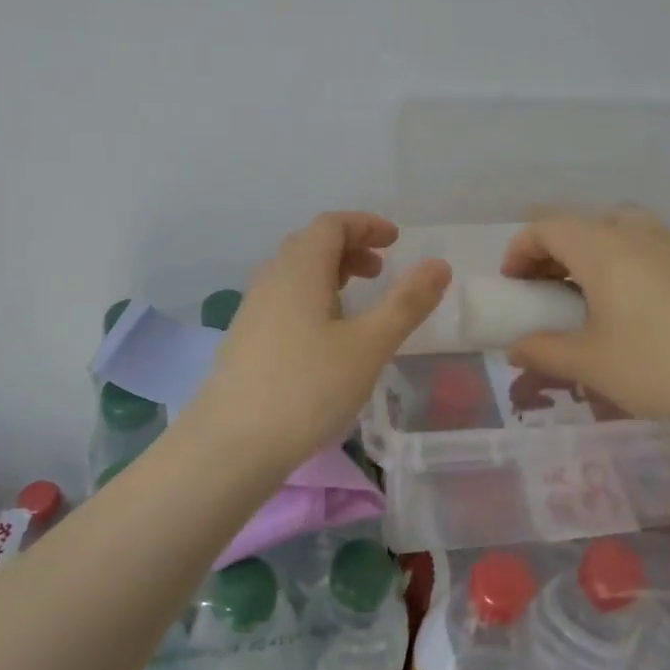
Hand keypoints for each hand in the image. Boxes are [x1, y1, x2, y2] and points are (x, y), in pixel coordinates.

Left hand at [181, 212, 450, 474]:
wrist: (231, 445)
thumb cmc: (307, 389)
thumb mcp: (369, 346)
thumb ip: (406, 303)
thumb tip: (439, 265)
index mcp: (299, 270)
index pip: (331, 224)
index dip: (366, 225)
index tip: (396, 241)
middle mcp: (271, 280)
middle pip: (310, 244)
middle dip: (350, 248)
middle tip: (380, 271)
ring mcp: (252, 310)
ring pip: (294, 273)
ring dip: (329, 274)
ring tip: (357, 302)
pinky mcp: (245, 340)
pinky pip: (283, 300)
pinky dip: (311, 299)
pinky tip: (325, 338)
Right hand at [501, 207, 669, 432]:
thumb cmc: (657, 366)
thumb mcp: (589, 364)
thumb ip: (543, 350)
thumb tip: (515, 348)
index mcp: (602, 249)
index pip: (547, 226)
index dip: (520, 249)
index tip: (514, 285)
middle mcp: (636, 233)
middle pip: (581, 223)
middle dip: (553, 250)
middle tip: (545, 289)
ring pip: (617, 228)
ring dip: (590, 251)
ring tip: (587, 292)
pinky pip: (646, 243)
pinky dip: (622, 258)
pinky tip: (631, 302)